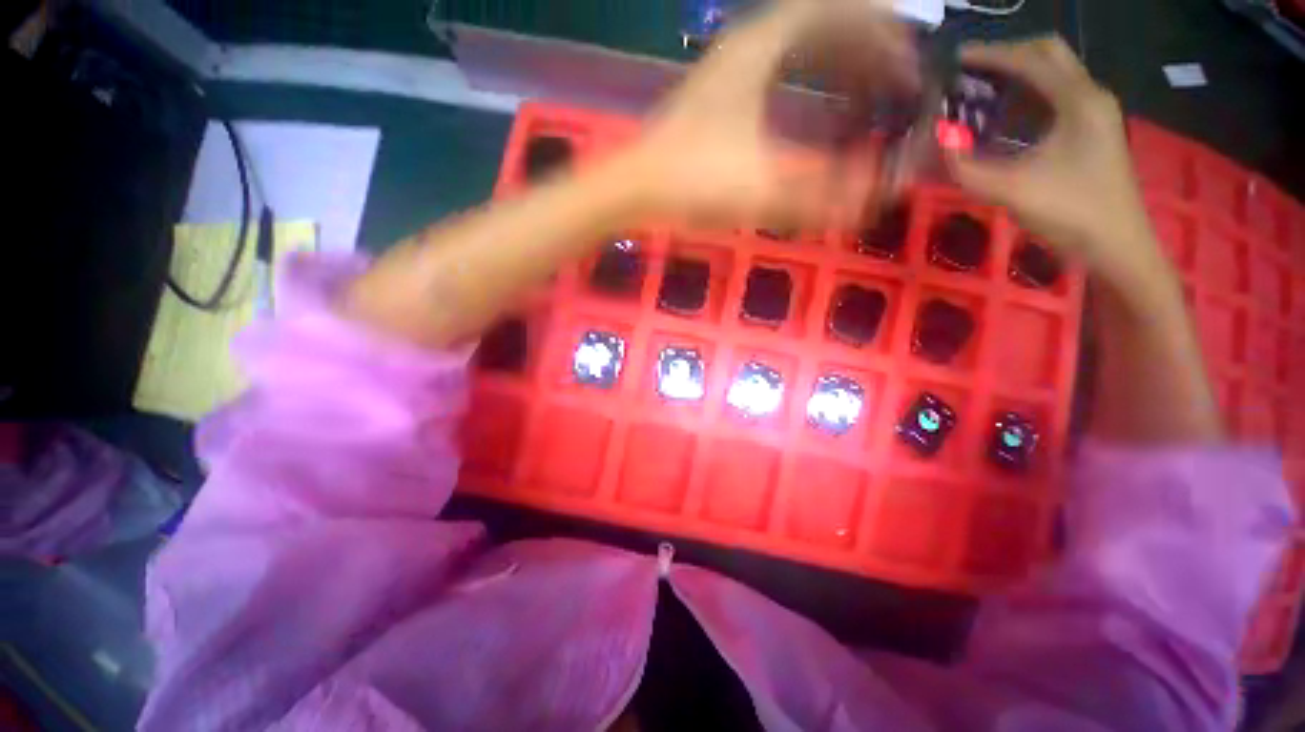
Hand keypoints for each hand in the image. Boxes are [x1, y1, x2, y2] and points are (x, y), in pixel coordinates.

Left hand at [623, 0, 918, 230]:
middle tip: (898, 87)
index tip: (910, 67)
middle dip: (867, 52)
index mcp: (762, 46)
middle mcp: (745, 46)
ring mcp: (727, 71)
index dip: (884, 34)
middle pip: (823, 26)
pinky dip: (806, 87)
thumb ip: (819, 196)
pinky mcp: (717, 99)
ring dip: (838, 68)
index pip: (839, 11)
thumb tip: (874, 200)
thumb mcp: (760, 190)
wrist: (632, 190)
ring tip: (866, 100)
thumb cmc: (690, 183)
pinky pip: (776, 75)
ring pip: (798, 51)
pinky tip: (814, 115)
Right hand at [945, 36, 1169, 288]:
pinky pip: (1057, 100)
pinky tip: (1005, 118)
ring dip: (1018, 76)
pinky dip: (1028, 98)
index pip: (1031, 59)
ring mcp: (1095, 114)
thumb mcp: (1011, 190)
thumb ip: (966, 169)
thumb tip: (931, 149)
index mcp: (1078, 100)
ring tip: (981, 91)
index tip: (956, 59)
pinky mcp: (1093, 133)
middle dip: (1008, 56)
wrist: (1117, 245)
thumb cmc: (1071, 212)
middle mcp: (1091, 96)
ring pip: (1055, 76)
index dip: (992, 55)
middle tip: (971, 72)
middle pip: (1049, 55)